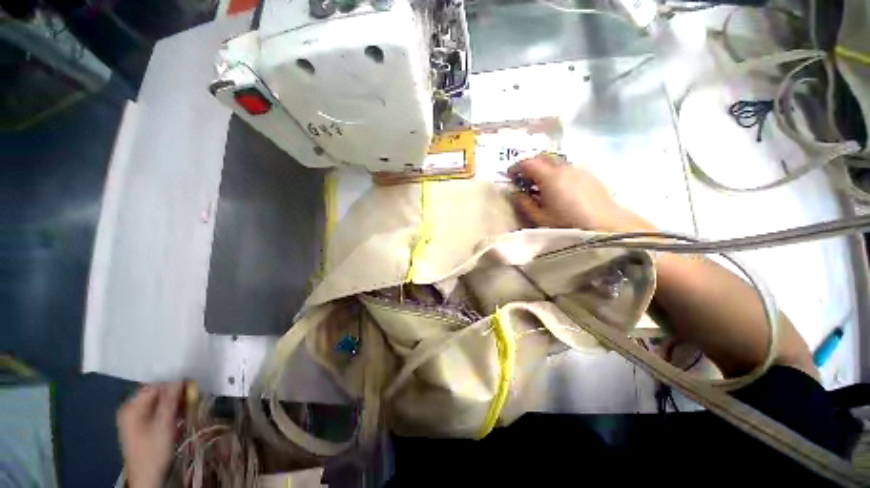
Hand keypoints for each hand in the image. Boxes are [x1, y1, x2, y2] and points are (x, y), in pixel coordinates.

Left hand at [117, 382, 182, 487]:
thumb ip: (171, 400)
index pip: (157, 385)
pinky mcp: (141, 427)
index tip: (193, 388)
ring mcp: (135, 419)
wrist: (147, 479)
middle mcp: (131, 409)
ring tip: (188, 413)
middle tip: (192, 402)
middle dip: (177, 397)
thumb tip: (181, 377)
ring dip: (176, 406)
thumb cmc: (154, 451)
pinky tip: (179, 421)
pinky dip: (170, 414)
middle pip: (158, 395)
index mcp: (132, 406)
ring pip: (160, 404)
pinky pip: (158, 413)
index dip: (175, 384)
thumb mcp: (164, 425)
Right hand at [508, 154, 648, 231]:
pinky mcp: (589, 174)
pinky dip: (557, 171)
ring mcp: (578, 169)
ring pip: (556, 161)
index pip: (528, 163)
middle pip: (542, 157)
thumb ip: (524, 203)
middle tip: (523, 177)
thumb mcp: (540, 217)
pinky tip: (558, 186)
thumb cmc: (568, 224)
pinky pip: (567, 167)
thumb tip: (515, 193)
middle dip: (530, 164)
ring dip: (544, 168)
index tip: (509, 175)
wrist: (606, 225)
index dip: (516, 167)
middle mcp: (564, 167)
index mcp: (549, 176)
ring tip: (540, 183)